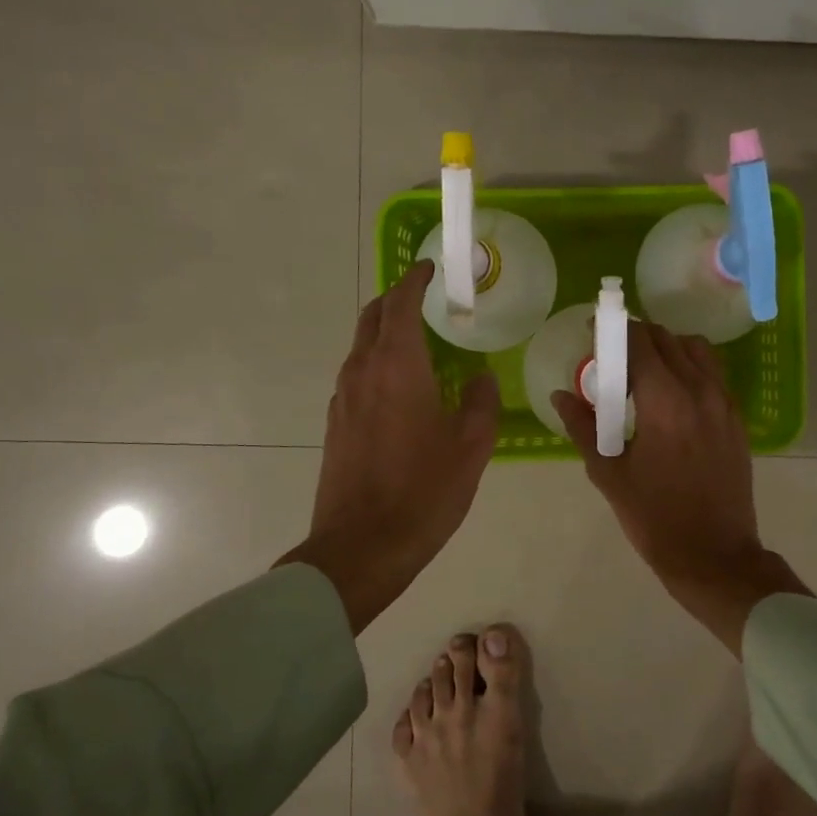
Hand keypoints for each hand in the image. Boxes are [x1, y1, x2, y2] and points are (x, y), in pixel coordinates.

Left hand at [280, 261, 499, 633]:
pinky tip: (401, 389)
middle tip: (424, 299)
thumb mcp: (472, 447)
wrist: (361, 547)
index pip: (400, 304)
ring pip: (360, 347)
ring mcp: (342, 399)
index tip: (429, 268)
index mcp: (397, 367)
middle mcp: (362, 372)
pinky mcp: (335, 425)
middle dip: (395, 300)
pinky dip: (377, 363)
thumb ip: (481, 403)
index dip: (414, 281)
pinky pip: (356, 376)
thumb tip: (480, 378)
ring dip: (385, 333)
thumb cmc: (424, 492)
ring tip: (418, 342)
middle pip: (372, 318)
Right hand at [554, 322, 806, 654]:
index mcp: (665, 401)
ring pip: (696, 350)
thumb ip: (583, 427)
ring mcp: (724, 404)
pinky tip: (673, 395)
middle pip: (668, 339)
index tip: (594, 333)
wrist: (714, 555)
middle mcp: (700, 391)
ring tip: (645, 373)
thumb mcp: (609, 474)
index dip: (613, 330)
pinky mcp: (737, 419)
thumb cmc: (654, 518)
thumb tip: (560, 395)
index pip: (639, 342)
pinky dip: (691, 368)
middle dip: (637, 338)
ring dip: (668, 348)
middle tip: (613, 357)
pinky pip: (714, 374)